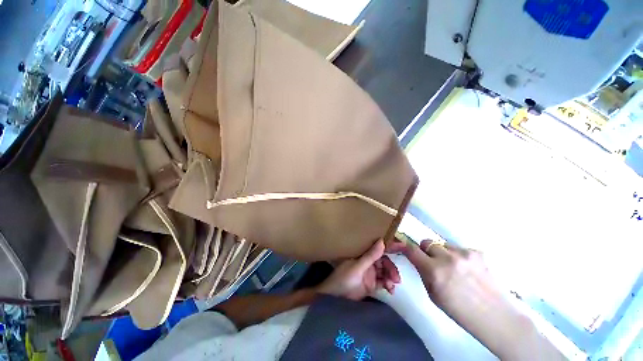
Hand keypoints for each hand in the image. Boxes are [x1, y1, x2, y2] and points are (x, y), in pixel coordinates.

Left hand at [317, 239, 400, 300]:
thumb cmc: (343, 279)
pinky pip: (383, 282)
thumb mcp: (357, 267)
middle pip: (384, 261)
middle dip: (391, 268)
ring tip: (392, 285)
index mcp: (362, 254)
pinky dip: (388, 285)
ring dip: (391, 277)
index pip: (378, 247)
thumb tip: (382, 241)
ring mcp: (370, 273)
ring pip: (385, 272)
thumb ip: (370, 256)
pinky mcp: (371, 284)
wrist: (335, 299)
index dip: (390, 245)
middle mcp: (367, 261)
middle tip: (397, 278)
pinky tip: (390, 290)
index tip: (403, 246)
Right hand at [404, 240, 563, 360]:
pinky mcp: (477, 252)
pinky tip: (468, 269)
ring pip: (443, 244)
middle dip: (426, 251)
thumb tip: (417, 259)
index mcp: (434, 272)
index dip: (404, 247)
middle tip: (433, 263)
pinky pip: (459, 248)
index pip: (411, 249)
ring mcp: (464, 254)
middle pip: (427, 242)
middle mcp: (447, 258)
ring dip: (443, 253)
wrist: (495, 315)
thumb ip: (423, 273)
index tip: (402, 247)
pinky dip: (458, 256)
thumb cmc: (459, 310)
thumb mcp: (433, 294)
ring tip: (454, 268)